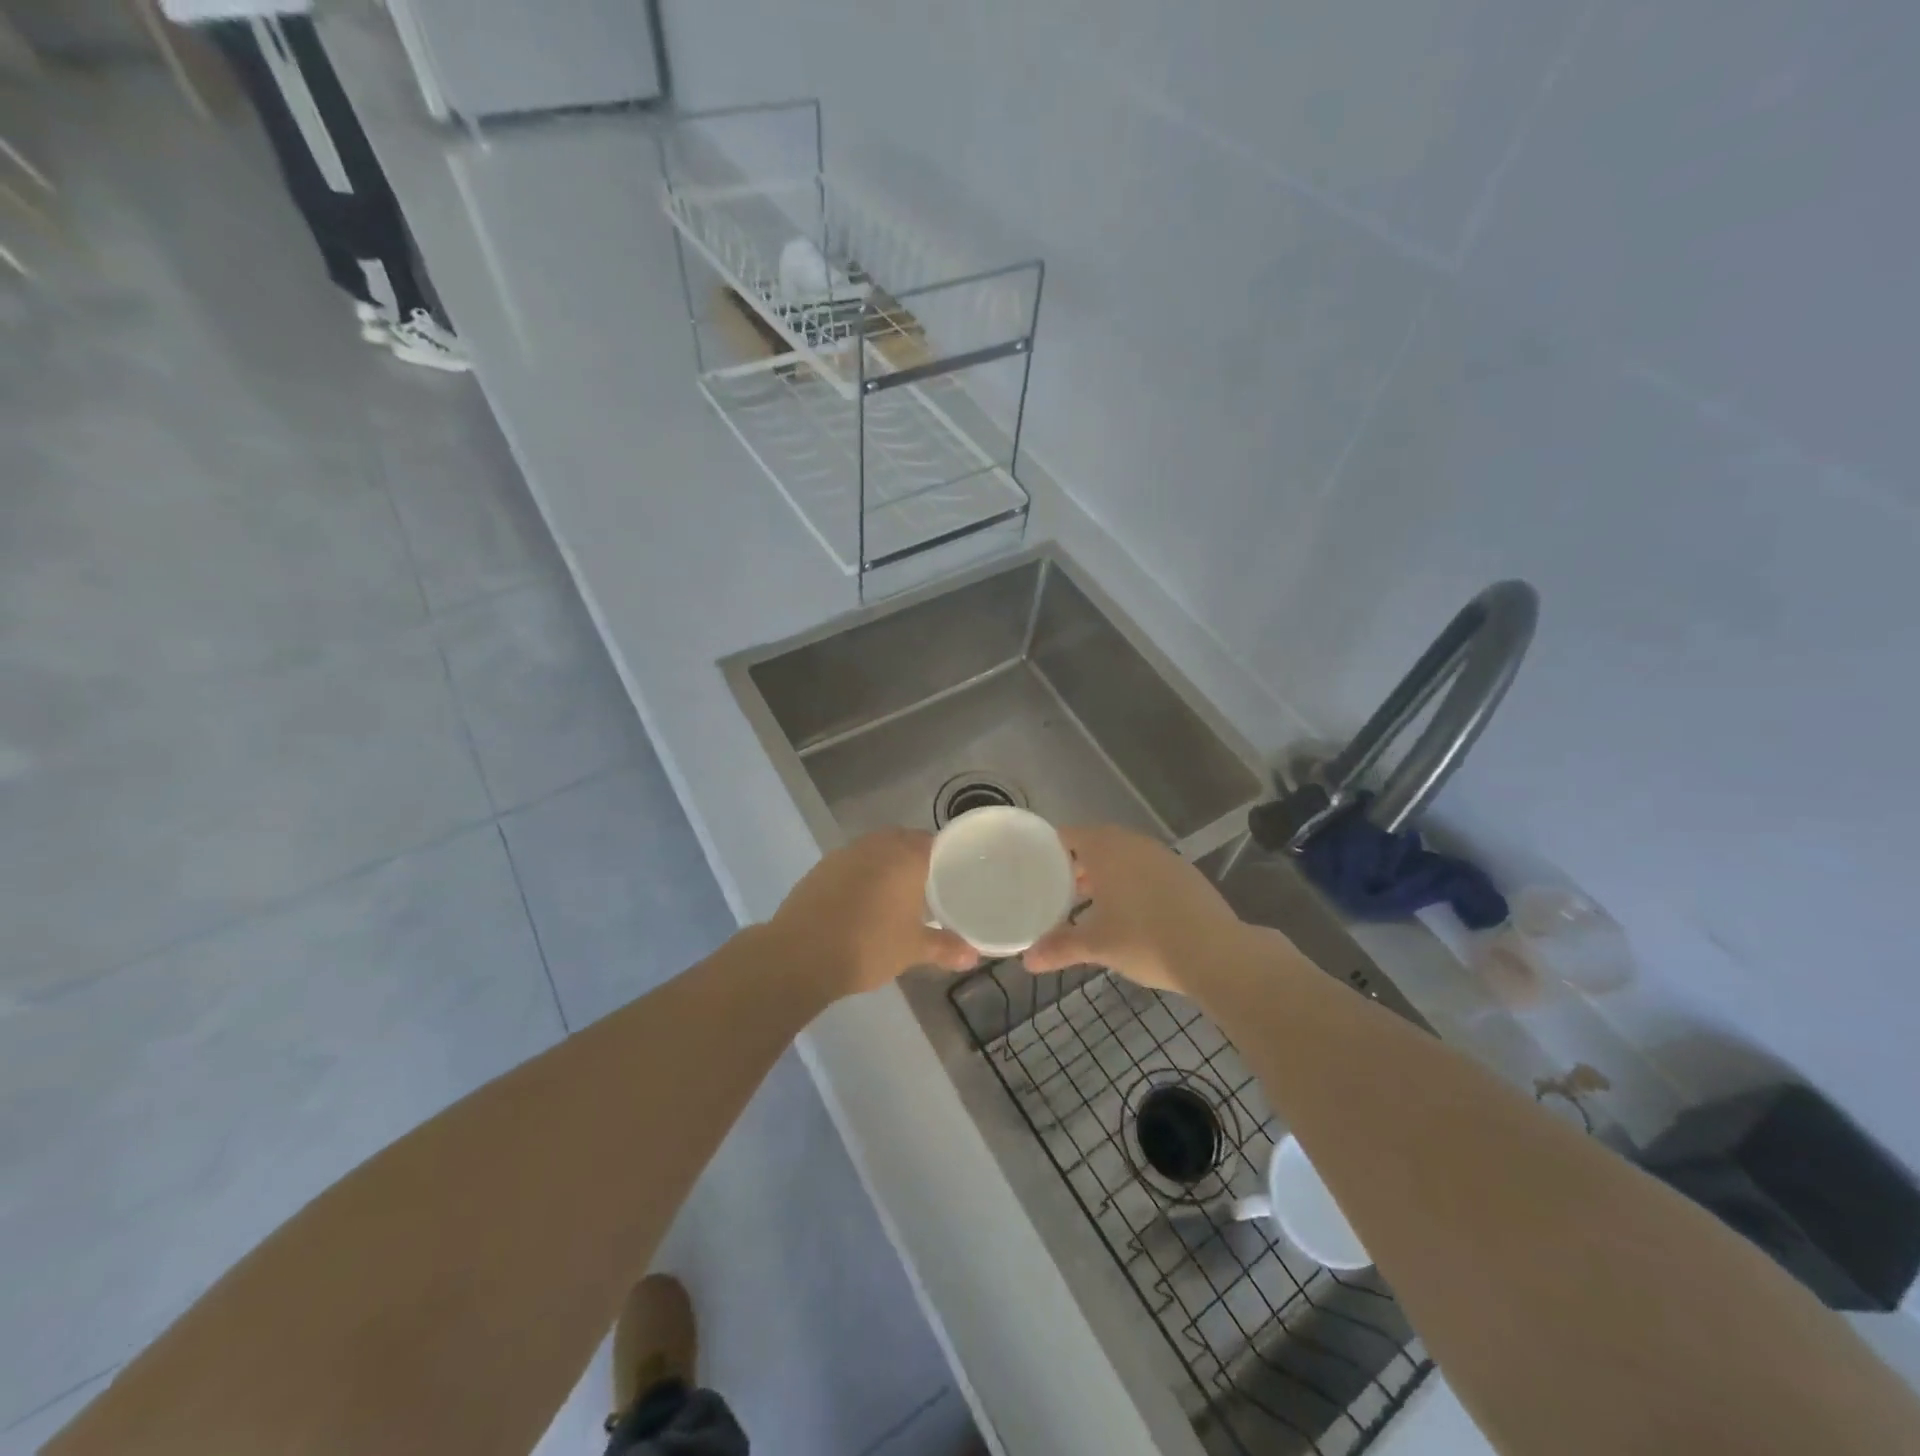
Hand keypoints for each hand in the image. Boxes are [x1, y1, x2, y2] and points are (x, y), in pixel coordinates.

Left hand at [770, 829, 979, 997]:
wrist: (800, 955)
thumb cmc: (868, 946)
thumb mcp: (912, 950)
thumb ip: (945, 947)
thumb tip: (974, 955)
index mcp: (905, 856)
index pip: (934, 841)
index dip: (946, 855)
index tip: (955, 873)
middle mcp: (876, 846)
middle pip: (904, 840)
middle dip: (916, 857)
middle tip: (929, 885)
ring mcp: (844, 854)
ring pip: (876, 849)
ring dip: (887, 864)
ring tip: (897, 894)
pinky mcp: (821, 868)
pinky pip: (852, 862)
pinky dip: (862, 874)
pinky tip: (863, 901)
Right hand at [1023, 825, 1248, 993]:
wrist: (1216, 953)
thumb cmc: (1144, 939)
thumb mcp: (1097, 946)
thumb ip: (1059, 948)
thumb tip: (1027, 960)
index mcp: (1105, 849)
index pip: (1067, 836)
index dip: (1048, 851)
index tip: (1035, 871)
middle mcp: (1132, 843)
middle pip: (1095, 844)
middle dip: (1076, 866)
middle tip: (1058, 891)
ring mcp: (1162, 856)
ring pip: (1123, 857)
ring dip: (1106, 875)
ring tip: (1091, 905)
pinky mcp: (1184, 873)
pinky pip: (1146, 869)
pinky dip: (1132, 883)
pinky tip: (1131, 913)